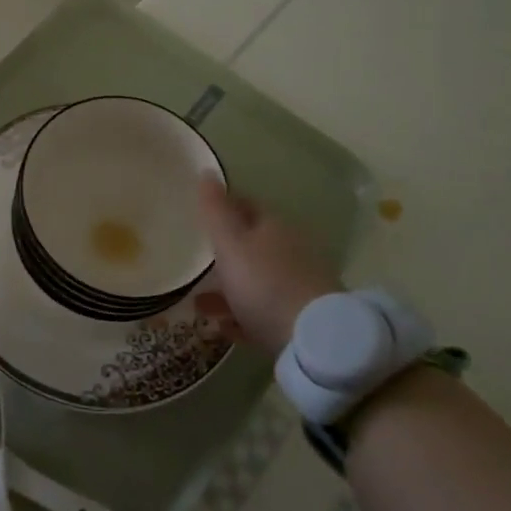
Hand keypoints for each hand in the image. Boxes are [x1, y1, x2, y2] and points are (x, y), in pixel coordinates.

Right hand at [197, 176, 341, 355]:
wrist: (314, 340)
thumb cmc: (264, 283)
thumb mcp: (230, 243)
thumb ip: (215, 211)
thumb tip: (207, 171)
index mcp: (273, 226)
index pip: (245, 205)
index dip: (222, 208)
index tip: (200, 217)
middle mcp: (289, 250)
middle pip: (251, 245)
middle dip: (224, 253)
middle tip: (196, 262)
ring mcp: (298, 285)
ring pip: (257, 280)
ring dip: (229, 289)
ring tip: (200, 305)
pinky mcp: (300, 318)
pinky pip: (265, 311)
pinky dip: (244, 315)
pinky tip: (225, 328)